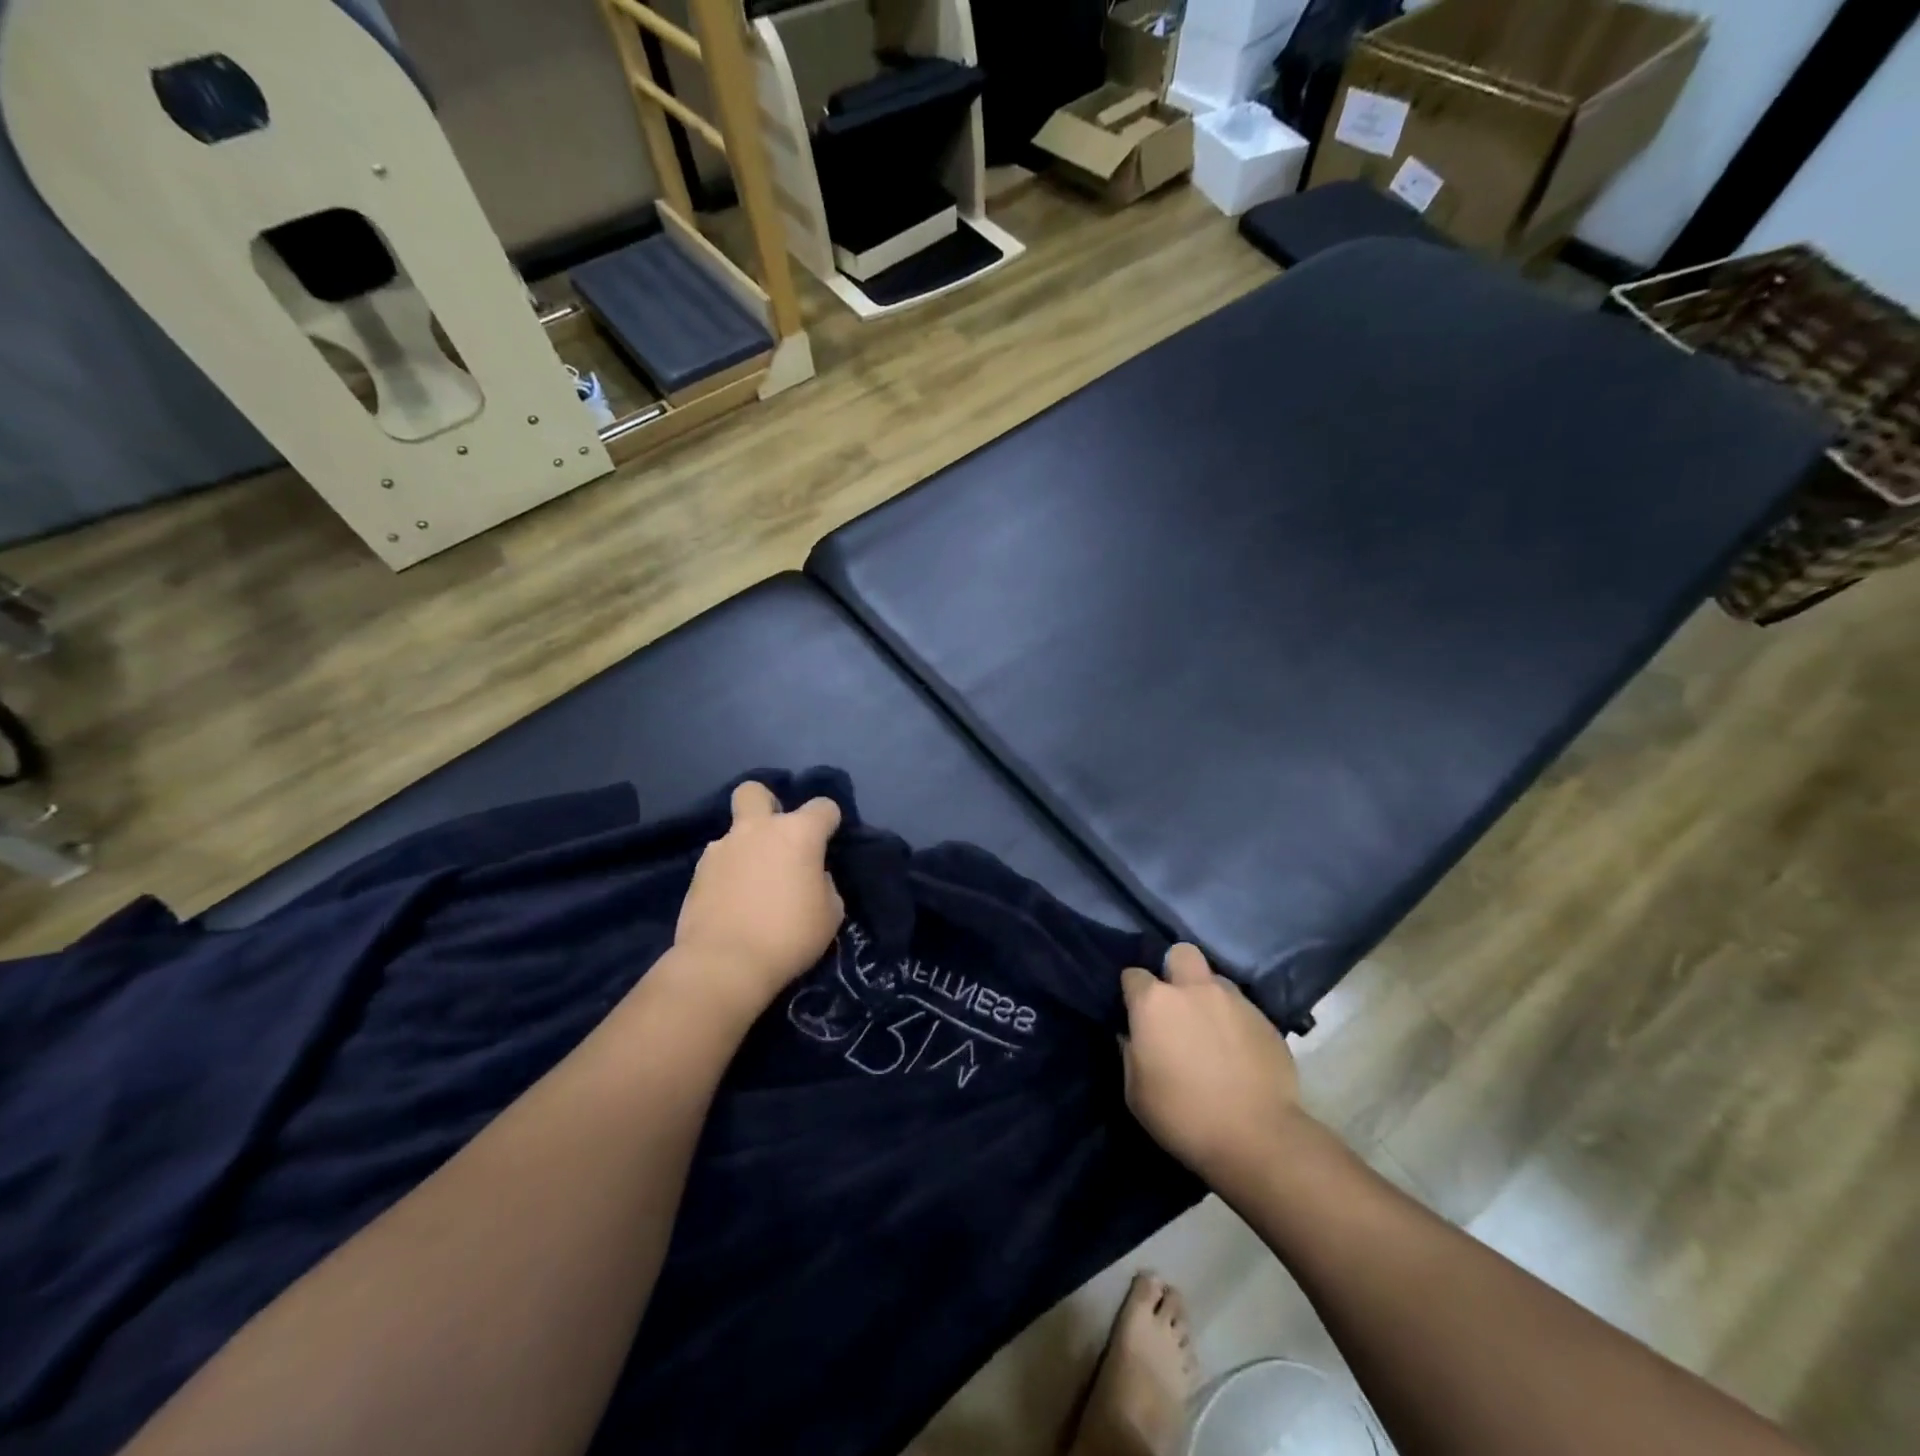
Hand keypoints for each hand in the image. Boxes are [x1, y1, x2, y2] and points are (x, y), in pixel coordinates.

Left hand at [672, 781, 844, 1024]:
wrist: (724, 963)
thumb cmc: (789, 936)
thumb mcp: (830, 914)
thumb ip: (824, 884)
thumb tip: (812, 876)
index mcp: (798, 833)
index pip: (823, 806)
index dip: (829, 821)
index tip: (829, 841)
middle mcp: (757, 829)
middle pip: (756, 792)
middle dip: (767, 804)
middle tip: (776, 837)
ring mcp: (721, 848)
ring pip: (734, 832)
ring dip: (746, 849)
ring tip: (752, 885)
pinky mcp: (697, 873)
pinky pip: (718, 862)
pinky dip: (727, 874)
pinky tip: (732, 902)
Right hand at [1120, 944, 1310, 1186]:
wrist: (1258, 1138)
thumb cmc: (1183, 1115)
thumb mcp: (1136, 1092)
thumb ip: (1130, 1053)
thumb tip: (1132, 1036)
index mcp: (1155, 1002)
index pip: (1133, 975)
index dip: (1132, 992)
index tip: (1135, 1013)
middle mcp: (1194, 989)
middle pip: (1181, 953)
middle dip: (1175, 970)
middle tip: (1177, 1003)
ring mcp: (1235, 1001)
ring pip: (1216, 980)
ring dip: (1209, 997)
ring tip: (1211, 1030)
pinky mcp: (1266, 1020)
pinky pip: (1244, 1009)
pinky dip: (1236, 1023)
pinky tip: (1238, 1052)